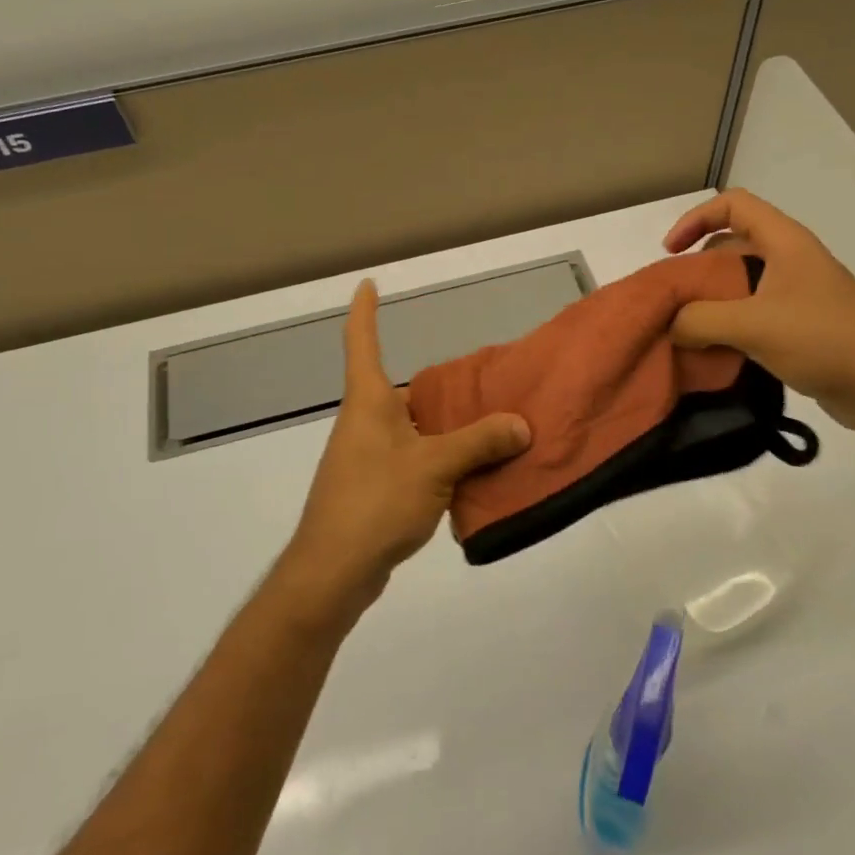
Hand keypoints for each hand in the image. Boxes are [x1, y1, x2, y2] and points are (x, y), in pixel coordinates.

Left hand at [278, 281, 530, 618]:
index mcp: (368, 402)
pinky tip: (474, 475)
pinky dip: (441, 461)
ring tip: (494, 427)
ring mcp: (368, 458)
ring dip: (446, 429)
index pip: (361, 342)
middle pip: (403, 391)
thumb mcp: (434, 466)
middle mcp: (364, 423)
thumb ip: (479, 442)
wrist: (333, 571)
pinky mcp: (376, 490)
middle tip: (483, 381)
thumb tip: (521, 424)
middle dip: (439, 387)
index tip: (367, 284)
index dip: (365, 310)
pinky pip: (415, 462)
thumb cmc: (375, 502)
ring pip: (413, 430)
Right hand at [663, 189, 854, 430]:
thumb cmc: (821, 339)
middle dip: (698, 268)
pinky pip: (753, 313)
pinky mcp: (799, 325)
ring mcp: (796, 293)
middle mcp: (790, 259)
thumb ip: (700, 320)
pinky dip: (728, 325)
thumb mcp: (751, 325)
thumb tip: (671, 326)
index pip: (733, 205)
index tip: (671, 252)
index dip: (695, 219)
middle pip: (732, 245)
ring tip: (684, 328)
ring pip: (741, 283)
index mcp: (784, 242)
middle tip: (673, 299)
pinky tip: (712, 350)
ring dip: (710, 301)